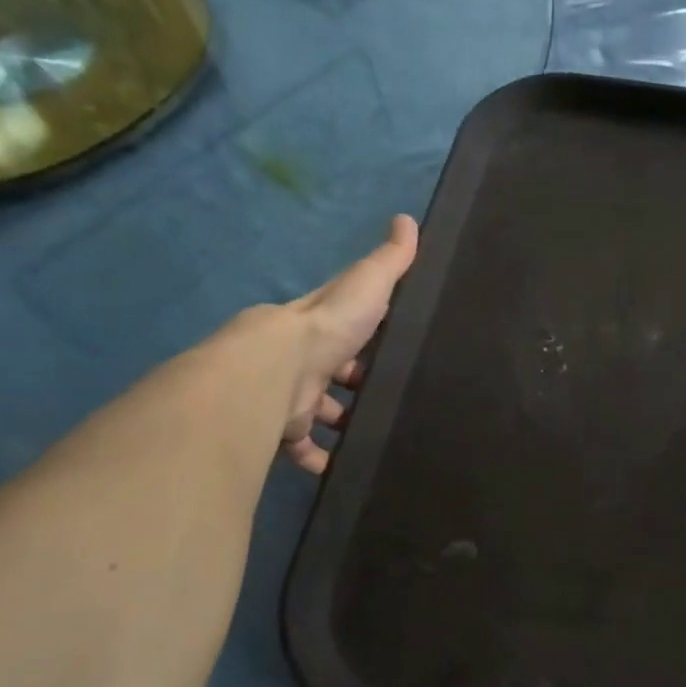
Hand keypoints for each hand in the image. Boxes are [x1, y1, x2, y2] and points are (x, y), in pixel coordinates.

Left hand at [278, 215, 419, 473]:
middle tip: (388, 399)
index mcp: (322, 326)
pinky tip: (343, 467)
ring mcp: (292, 396)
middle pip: (331, 373)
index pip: (345, 326)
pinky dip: (320, 459)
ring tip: (372, 436)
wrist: (277, 371)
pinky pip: (303, 449)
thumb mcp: (368, 285)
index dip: (364, 336)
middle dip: (353, 385)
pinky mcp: (285, 430)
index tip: (389, 350)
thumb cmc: (327, 328)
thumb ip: (391, 261)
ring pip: (318, 412)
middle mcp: (303, 359)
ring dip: (340, 424)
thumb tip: (408, 219)